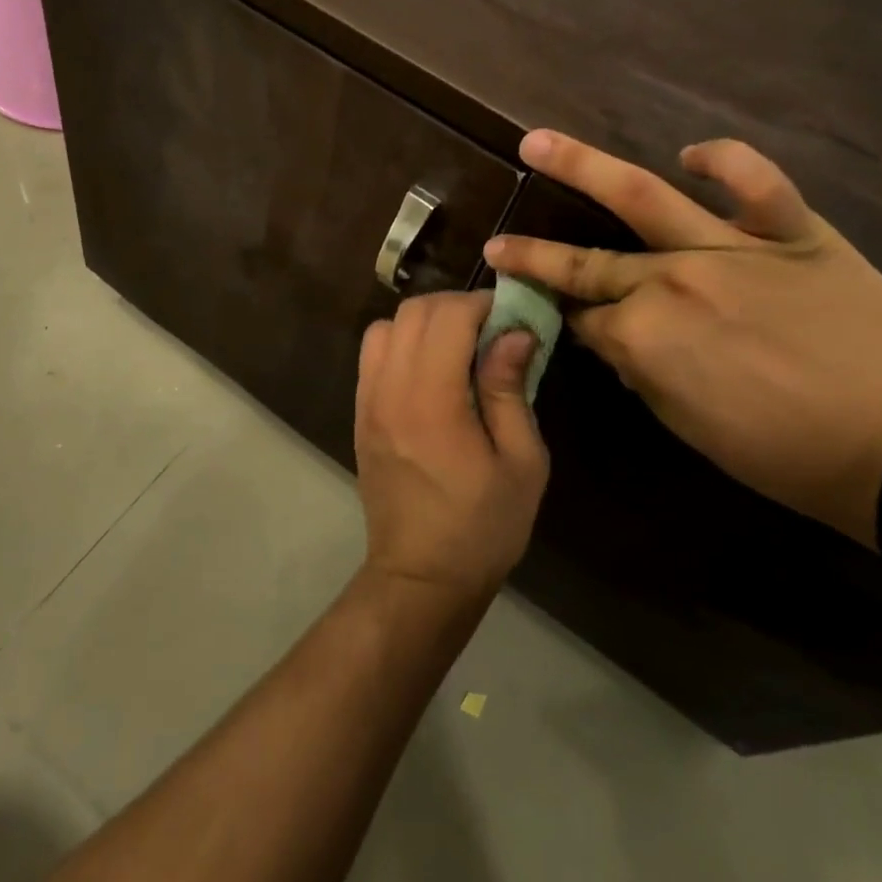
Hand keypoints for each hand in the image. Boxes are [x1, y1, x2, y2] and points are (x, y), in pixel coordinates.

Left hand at [354, 292, 550, 605]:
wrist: (420, 577)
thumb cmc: (483, 526)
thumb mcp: (521, 462)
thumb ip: (511, 389)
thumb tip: (515, 332)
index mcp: (432, 400)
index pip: (448, 316)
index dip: (483, 305)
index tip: (513, 319)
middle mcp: (390, 389)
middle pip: (413, 311)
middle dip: (456, 307)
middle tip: (491, 331)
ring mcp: (368, 400)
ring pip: (387, 325)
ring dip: (425, 322)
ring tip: (459, 348)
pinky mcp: (360, 413)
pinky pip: (373, 354)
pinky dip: (401, 342)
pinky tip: (430, 370)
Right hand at [485, 132, 881, 545]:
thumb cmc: (777, 451)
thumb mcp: (683, 423)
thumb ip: (637, 370)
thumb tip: (612, 336)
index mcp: (642, 337)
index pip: (582, 318)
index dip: (563, 320)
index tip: (549, 317)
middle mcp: (670, 281)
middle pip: (585, 263)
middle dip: (533, 257)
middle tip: (498, 245)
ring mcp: (728, 248)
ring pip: (641, 198)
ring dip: (580, 167)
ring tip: (537, 142)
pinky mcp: (790, 231)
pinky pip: (755, 181)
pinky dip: (724, 160)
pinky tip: (691, 155)